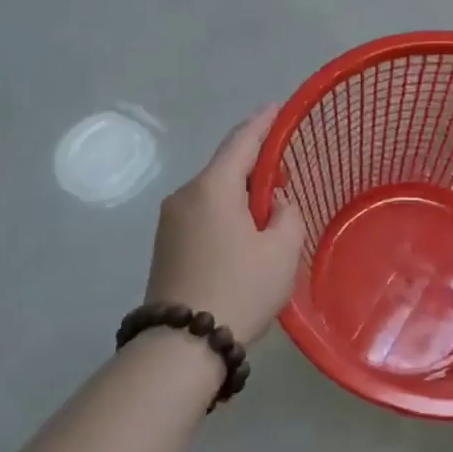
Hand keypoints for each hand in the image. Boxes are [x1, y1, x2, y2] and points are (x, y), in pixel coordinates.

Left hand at [145, 104, 304, 344]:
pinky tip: (245, 232)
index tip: (278, 106)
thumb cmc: (240, 289)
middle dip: (256, 164)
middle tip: (286, 172)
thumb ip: (287, 214)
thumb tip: (275, 202)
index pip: (241, 141)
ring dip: (242, 193)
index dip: (263, 121)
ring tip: (270, 210)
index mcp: (213, 188)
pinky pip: (203, 212)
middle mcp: (185, 195)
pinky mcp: (165, 244)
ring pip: (214, 192)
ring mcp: (170, 221)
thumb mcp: (281, 249)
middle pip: (226, 166)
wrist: (181, 345)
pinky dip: (227, 211)